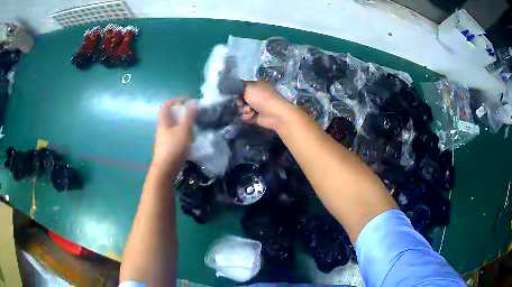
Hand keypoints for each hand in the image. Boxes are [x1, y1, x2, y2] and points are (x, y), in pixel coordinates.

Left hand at [153, 99, 195, 170]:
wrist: (164, 169)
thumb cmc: (174, 147)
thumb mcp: (184, 130)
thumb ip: (189, 116)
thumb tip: (193, 102)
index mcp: (164, 121)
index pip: (166, 105)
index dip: (175, 100)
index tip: (186, 101)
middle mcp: (160, 129)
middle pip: (167, 116)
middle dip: (178, 112)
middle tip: (190, 114)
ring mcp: (162, 139)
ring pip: (170, 126)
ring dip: (179, 123)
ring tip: (190, 126)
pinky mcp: (164, 148)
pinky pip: (171, 135)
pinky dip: (179, 133)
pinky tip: (186, 139)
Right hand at [236, 81, 293, 129]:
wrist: (274, 114)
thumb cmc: (262, 98)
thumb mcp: (249, 86)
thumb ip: (240, 86)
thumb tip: (235, 88)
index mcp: (256, 86)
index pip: (242, 87)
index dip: (237, 91)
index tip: (236, 94)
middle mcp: (256, 95)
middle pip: (240, 99)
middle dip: (240, 102)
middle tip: (243, 103)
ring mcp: (256, 106)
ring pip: (242, 109)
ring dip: (244, 110)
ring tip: (251, 111)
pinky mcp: (256, 116)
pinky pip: (246, 117)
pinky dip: (248, 117)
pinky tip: (253, 116)